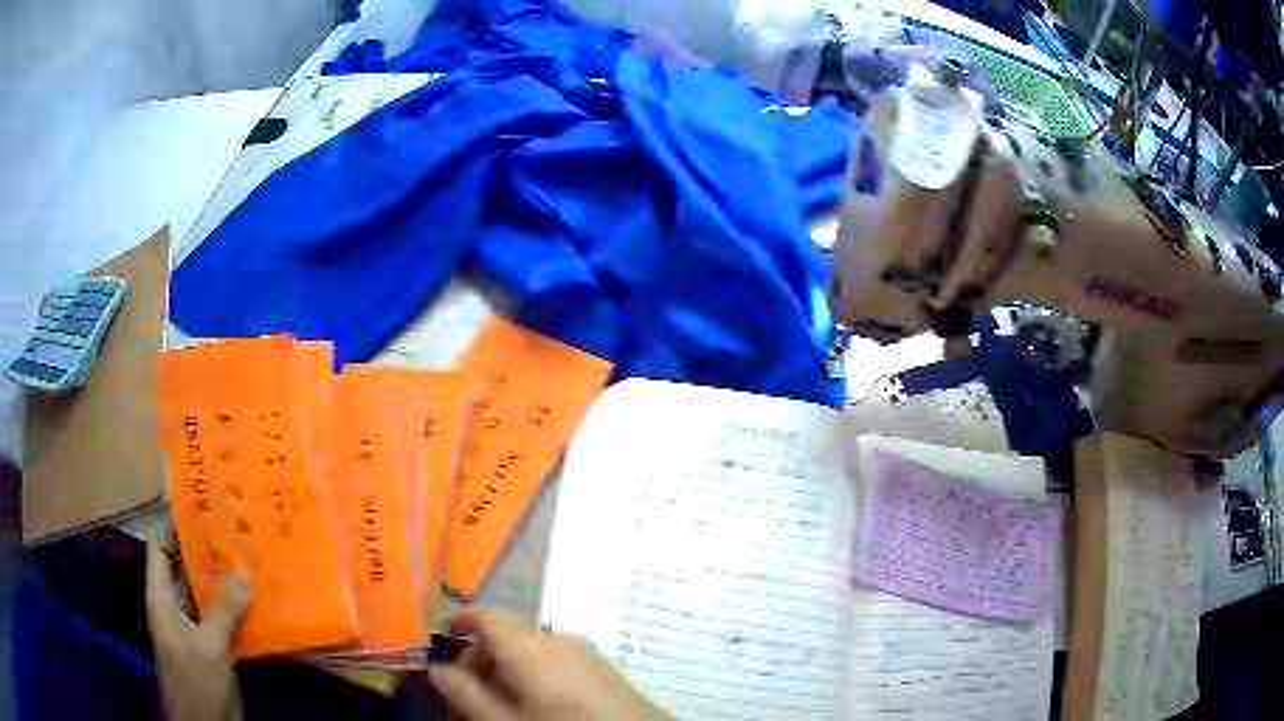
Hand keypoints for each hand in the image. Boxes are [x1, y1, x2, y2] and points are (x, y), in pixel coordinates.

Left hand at [146, 535, 247, 720]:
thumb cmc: (195, 680)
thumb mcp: (209, 646)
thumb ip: (223, 610)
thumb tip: (242, 571)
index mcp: (161, 598)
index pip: (159, 549)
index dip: (173, 526)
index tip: (198, 508)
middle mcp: (175, 606)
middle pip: (185, 568)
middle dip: (206, 551)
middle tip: (233, 529)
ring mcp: (195, 628)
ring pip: (207, 594)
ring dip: (226, 581)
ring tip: (250, 558)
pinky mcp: (213, 647)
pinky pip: (224, 619)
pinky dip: (238, 608)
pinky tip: (259, 600)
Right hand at [428, 609, 670, 720]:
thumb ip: (467, 694)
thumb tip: (435, 668)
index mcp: (528, 646)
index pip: (485, 618)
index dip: (460, 623)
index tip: (443, 639)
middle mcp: (556, 638)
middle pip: (506, 637)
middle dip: (481, 660)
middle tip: (468, 693)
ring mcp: (585, 650)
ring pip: (532, 649)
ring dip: (509, 669)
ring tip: (502, 704)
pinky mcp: (603, 665)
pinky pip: (557, 659)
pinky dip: (536, 673)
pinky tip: (539, 703)